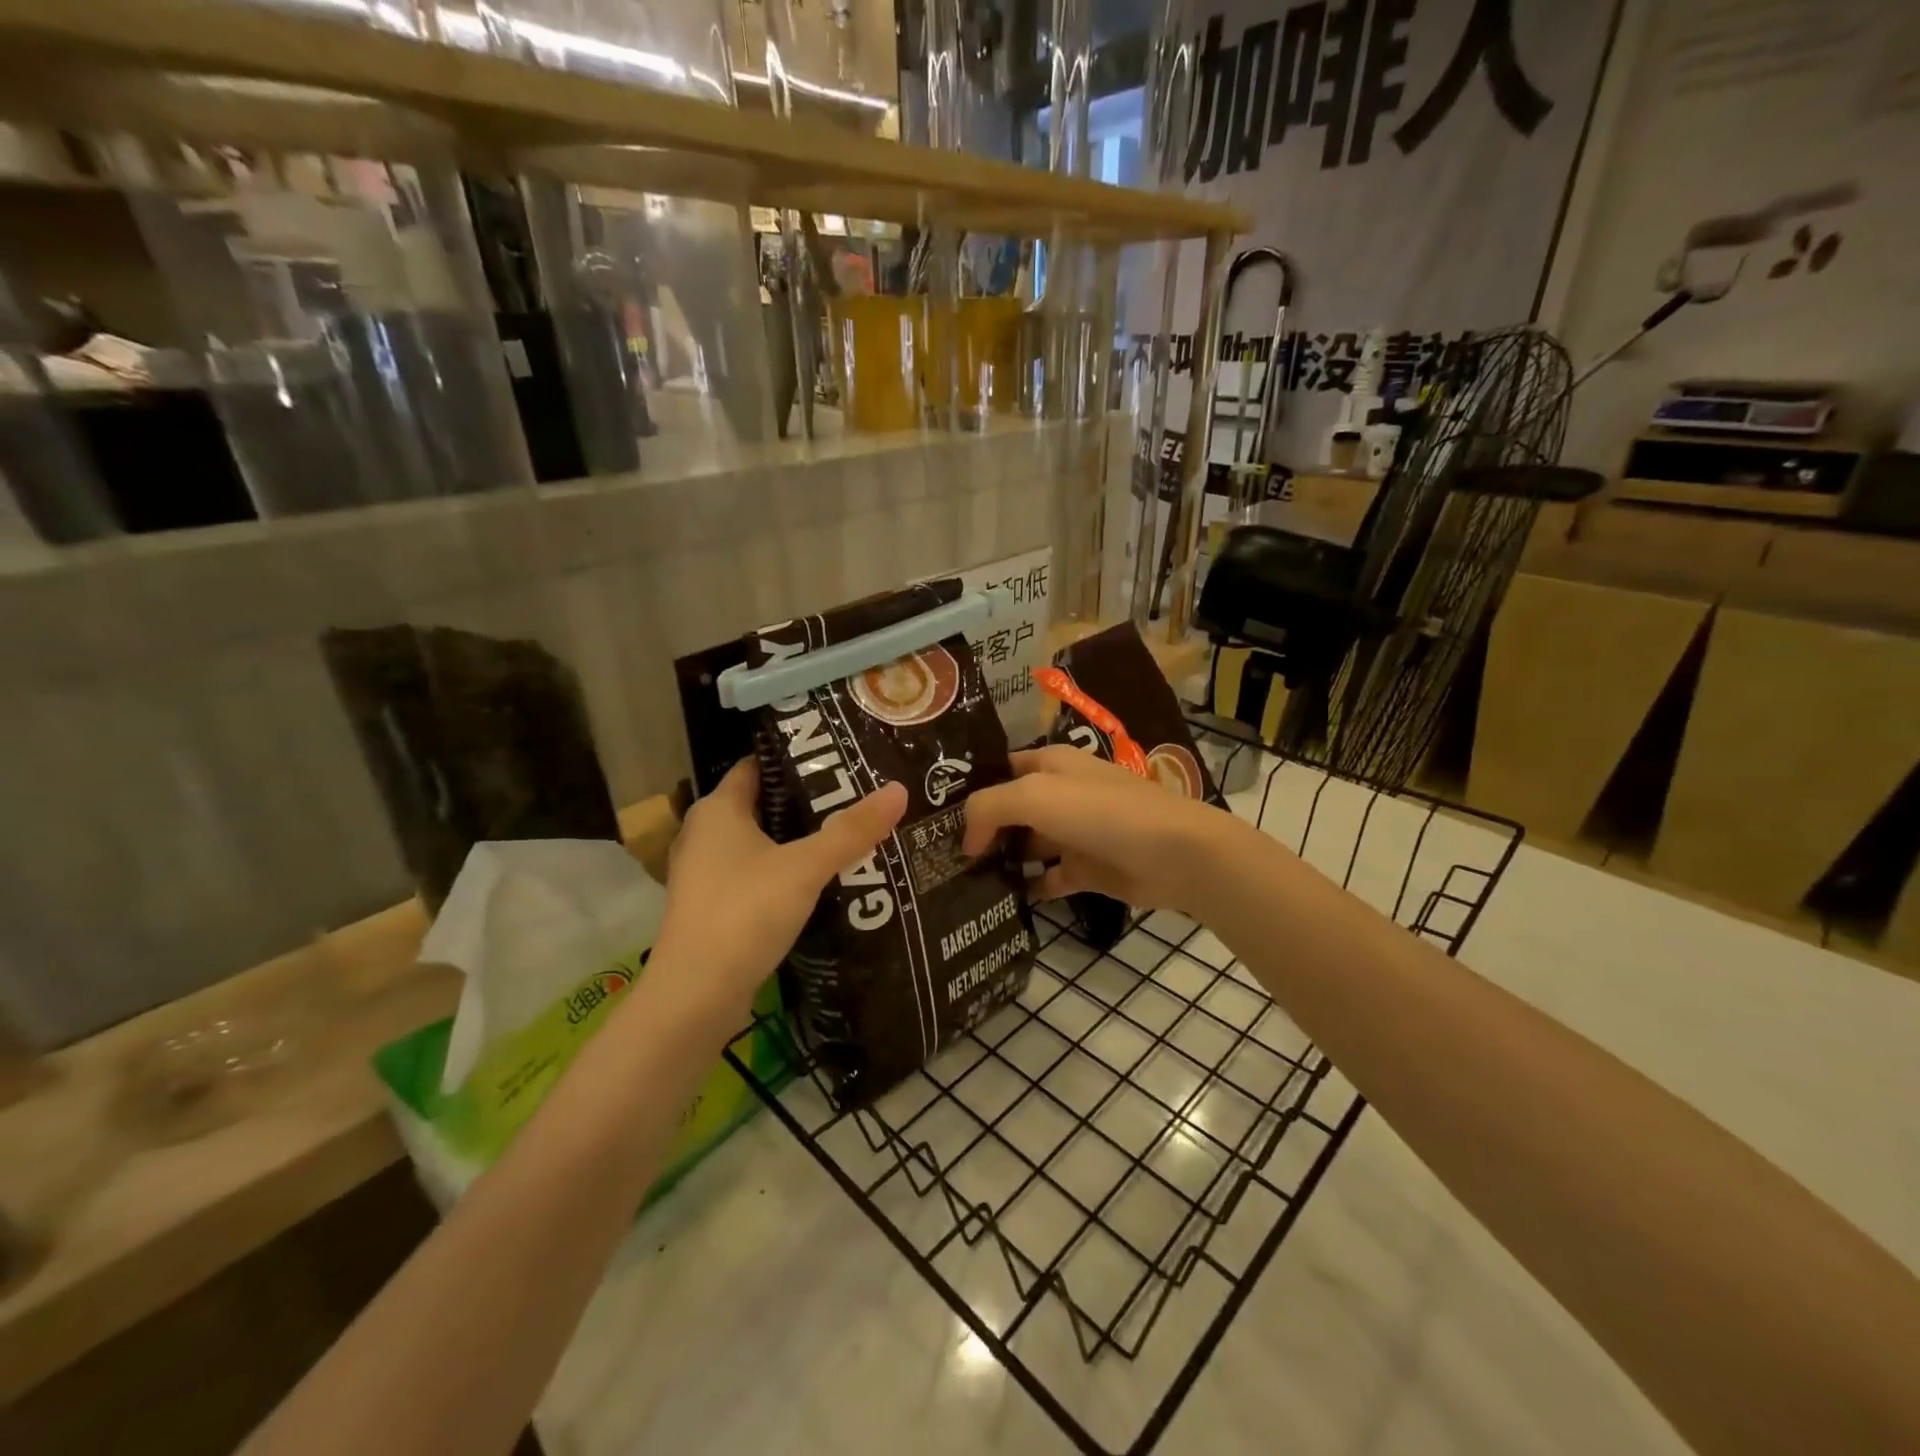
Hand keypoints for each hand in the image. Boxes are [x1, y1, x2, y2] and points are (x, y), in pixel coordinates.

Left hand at [653, 757, 906, 1023]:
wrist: (696, 997)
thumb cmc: (745, 913)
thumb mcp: (805, 868)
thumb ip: (852, 831)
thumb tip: (900, 790)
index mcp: (718, 809)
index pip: (757, 765)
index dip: (796, 758)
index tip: (840, 757)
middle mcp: (704, 833)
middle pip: (762, 803)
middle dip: (805, 800)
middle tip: (855, 795)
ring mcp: (705, 872)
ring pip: (758, 841)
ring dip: (796, 838)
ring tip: (845, 832)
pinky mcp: (712, 905)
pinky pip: (754, 872)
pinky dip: (782, 869)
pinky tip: (818, 879)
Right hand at [961, 745, 1241, 913]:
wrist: (1173, 853)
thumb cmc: (1100, 813)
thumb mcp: (1034, 796)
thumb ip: (988, 808)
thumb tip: (966, 840)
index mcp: (1049, 764)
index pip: (999, 770)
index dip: (969, 788)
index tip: (933, 817)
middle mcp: (1060, 794)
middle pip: (1009, 809)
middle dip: (979, 828)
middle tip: (937, 855)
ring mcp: (1074, 833)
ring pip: (1026, 844)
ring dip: (1000, 859)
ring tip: (959, 881)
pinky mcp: (1087, 869)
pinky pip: (1048, 878)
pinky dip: (1028, 887)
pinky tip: (1000, 900)